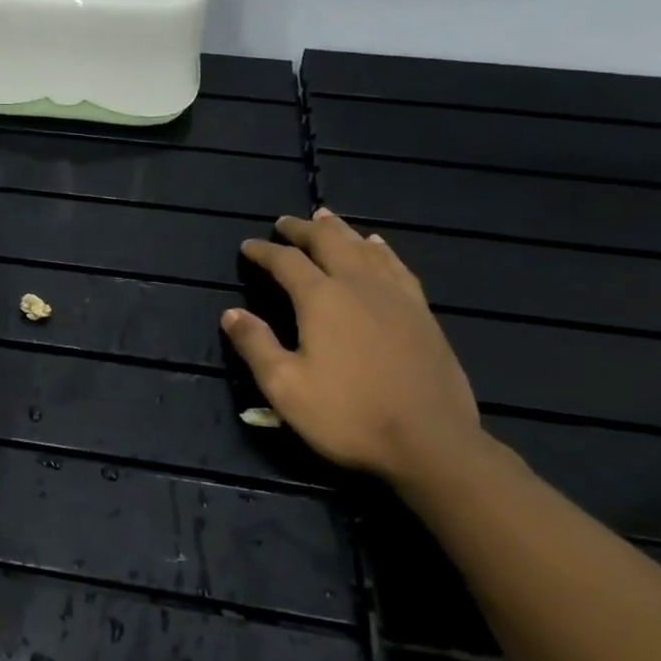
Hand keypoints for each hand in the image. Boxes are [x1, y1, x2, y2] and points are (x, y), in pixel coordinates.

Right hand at [222, 209, 482, 481]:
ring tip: (326, 218)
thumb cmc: (348, 415)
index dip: (264, 251)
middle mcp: (359, 286)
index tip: (247, 247)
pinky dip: (381, 249)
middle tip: (285, 222)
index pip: (286, 262)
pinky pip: (397, 266)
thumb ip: (255, 345)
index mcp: (322, 299)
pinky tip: (378, 246)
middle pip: (329, 242)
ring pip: (365, 248)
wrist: (430, 442)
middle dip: (303, 229)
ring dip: (341, 230)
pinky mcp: (422, 313)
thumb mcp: (285, 386)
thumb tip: (231, 313)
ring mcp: (396, 297)